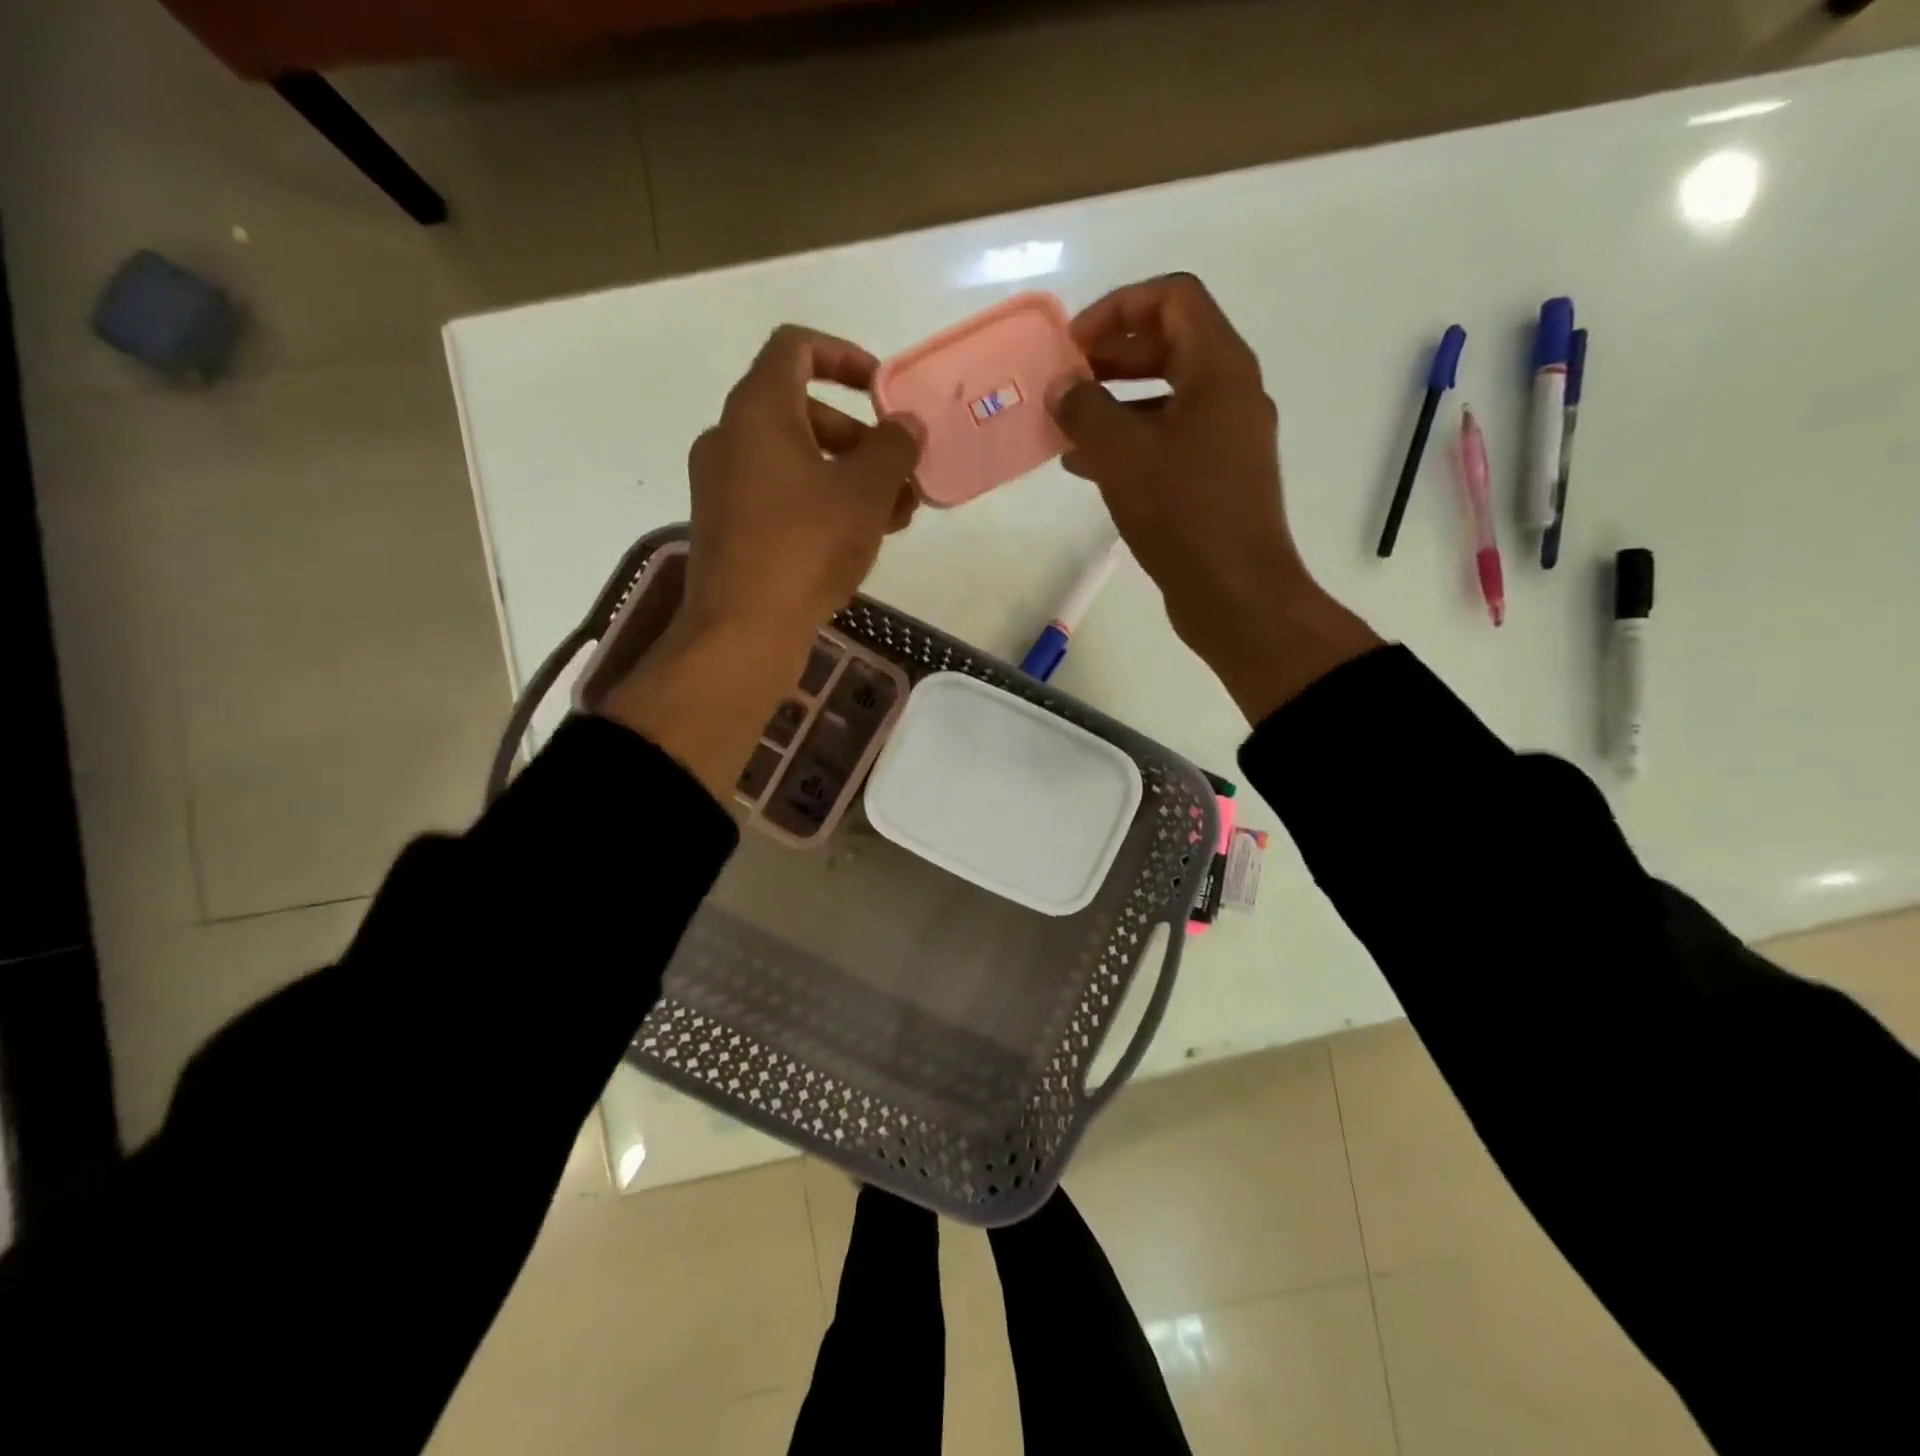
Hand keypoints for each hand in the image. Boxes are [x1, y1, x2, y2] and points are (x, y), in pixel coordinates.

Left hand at [600, 326, 923, 800]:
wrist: (743, 630)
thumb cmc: (805, 546)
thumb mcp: (865, 492)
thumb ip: (893, 448)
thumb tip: (906, 424)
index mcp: (757, 410)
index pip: (796, 348)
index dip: (845, 357)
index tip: (882, 391)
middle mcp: (730, 437)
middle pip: (803, 412)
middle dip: (861, 439)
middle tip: (901, 475)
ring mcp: (723, 485)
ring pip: (796, 462)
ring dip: (849, 478)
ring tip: (896, 517)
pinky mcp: (728, 527)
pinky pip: (781, 497)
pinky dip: (821, 504)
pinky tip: (860, 540)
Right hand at [1048, 274, 1377, 721]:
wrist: (1235, 594)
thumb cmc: (1183, 514)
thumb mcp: (1123, 455)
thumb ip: (1085, 410)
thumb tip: (1062, 387)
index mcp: (1219, 368)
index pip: (1172, 298)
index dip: (1118, 308)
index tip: (1074, 345)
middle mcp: (1230, 393)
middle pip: (1168, 345)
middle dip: (1110, 356)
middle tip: (1065, 382)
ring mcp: (1225, 438)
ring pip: (1164, 397)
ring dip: (1113, 403)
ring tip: (1065, 426)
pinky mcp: (1215, 478)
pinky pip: (1167, 440)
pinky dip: (1128, 442)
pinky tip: (1085, 468)